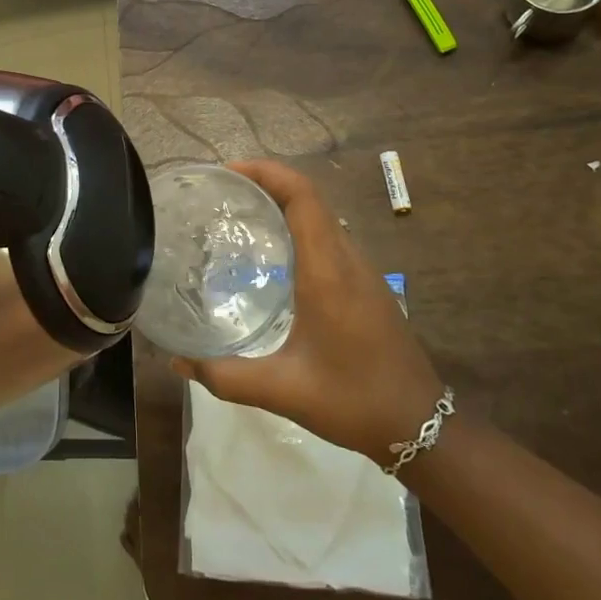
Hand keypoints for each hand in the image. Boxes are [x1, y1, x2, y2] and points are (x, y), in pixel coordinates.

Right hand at [172, 160, 443, 464]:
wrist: (422, 427)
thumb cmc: (353, 400)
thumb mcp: (283, 390)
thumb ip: (225, 377)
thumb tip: (178, 361)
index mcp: (327, 270)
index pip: (302, 196)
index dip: (266, 172)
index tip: (228, 172)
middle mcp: (347, 259)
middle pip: (310, 198)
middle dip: (266, 183)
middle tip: (222, 195)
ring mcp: (362, 271)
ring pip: (321, 217)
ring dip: (284, 204)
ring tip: (240, 218)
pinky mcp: (366, 286)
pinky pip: (329, 238)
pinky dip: (298, 228)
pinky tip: (272, 259)